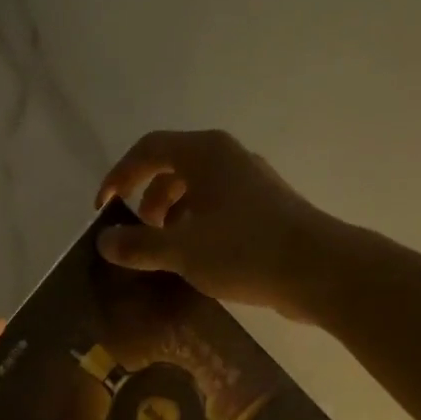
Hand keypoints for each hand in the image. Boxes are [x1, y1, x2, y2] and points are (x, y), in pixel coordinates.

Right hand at [94, 129, 347, 322]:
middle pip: (173, 169)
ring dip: (172, 218)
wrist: (317, 270)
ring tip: (165, 254)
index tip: (103, 210)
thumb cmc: (244, 250)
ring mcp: (250, 183)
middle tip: (138, 237)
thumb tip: (105, 242)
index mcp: (206, 154)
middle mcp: (228, 159)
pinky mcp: (265, 210)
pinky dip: (197, 228)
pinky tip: (196, 261)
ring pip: (197, 192)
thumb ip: (139, 245)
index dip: (119, 176)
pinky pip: (218, 210)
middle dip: (147, 202)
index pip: (148, 150)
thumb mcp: (181, 250)